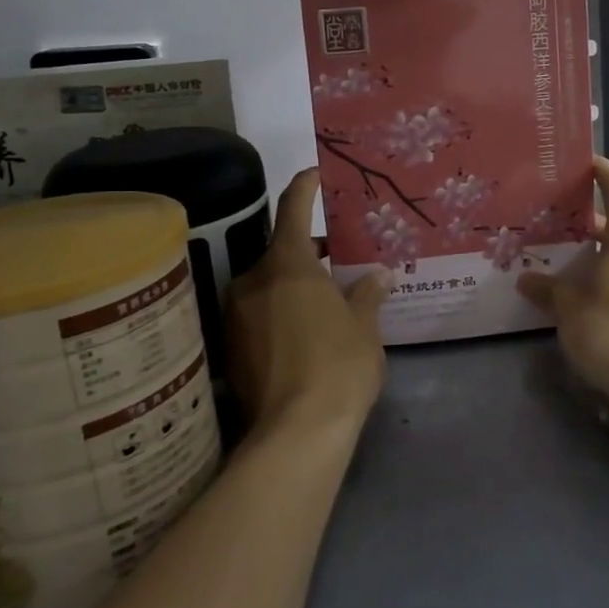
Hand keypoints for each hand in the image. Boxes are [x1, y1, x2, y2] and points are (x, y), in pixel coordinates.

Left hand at [226, 169, 390, 433]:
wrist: (296, 434)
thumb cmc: (339, 365)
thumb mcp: (364, 326)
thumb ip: (367, 295)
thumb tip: (378, 275)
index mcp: (288, 264)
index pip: (294, 208)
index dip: (306, 186)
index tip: (316, 173)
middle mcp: (254, 280)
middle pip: (281, 251)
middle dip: (309, 251)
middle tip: (339, 258)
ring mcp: (236, 315)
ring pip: (268, 285)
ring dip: (293, 285)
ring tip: (326, 301)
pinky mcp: (229, 349)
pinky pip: (258, 315)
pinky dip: (279, 313)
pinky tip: (304, 335)